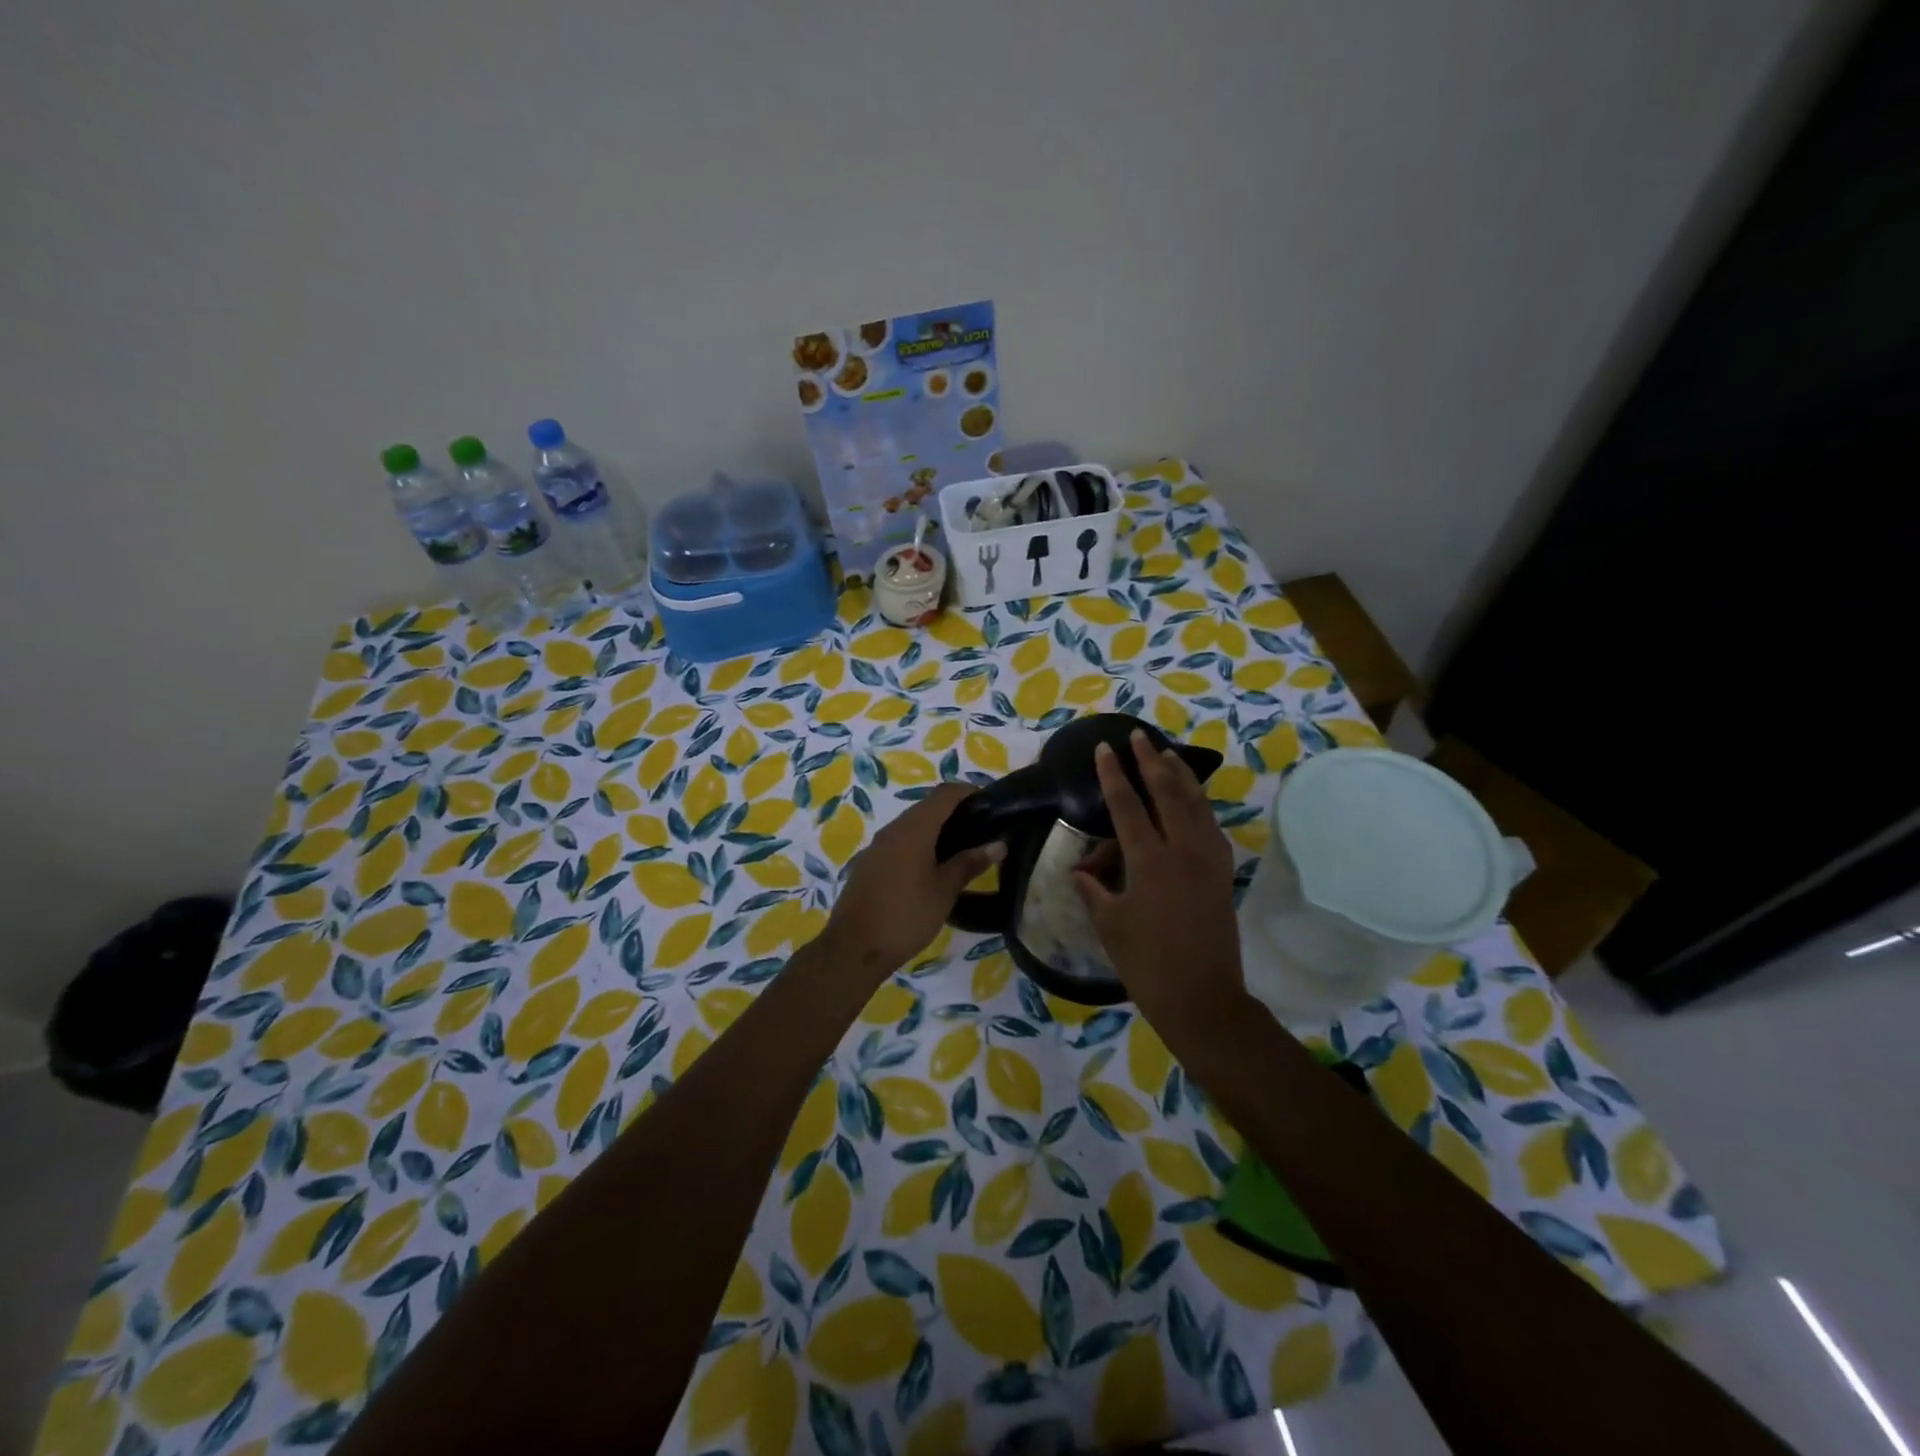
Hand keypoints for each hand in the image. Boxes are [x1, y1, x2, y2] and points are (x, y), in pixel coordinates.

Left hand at [821, 782, 1002, 980]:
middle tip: (983, 829)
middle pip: (928, 807)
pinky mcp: (870, 864)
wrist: (853, 948)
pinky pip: (900, 843)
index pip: (945, 794)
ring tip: (963, 849)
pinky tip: (933, 868)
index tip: (992, 803)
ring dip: (937, 830)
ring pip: (912, 825)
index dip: (969, 792)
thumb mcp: (944, 890)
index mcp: (914, 828)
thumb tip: (998, 844)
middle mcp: (893, 829)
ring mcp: (877, 846)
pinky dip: (920, 845)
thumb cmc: (905, 915)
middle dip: (956, 811)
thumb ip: (970, 863)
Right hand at [1073, 731, 1246, 1036]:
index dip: (1113, 774)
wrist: (1202, 998)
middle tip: (1139, 736)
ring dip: (1180, 775)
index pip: (1127, 805)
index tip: (1105, 748)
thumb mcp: (1110, 925)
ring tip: (1168, 753)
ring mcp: (1207, 859)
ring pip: (1195, 804)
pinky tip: (1193, 798)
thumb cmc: (1147, 964)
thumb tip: (1081, 871)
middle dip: (1150, 761)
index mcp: (1149, 861)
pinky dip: (1200, 803)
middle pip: (1166, 793)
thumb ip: (1094, 890)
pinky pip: (1210, 825)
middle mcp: (1182, 850)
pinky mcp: (1221, 872)